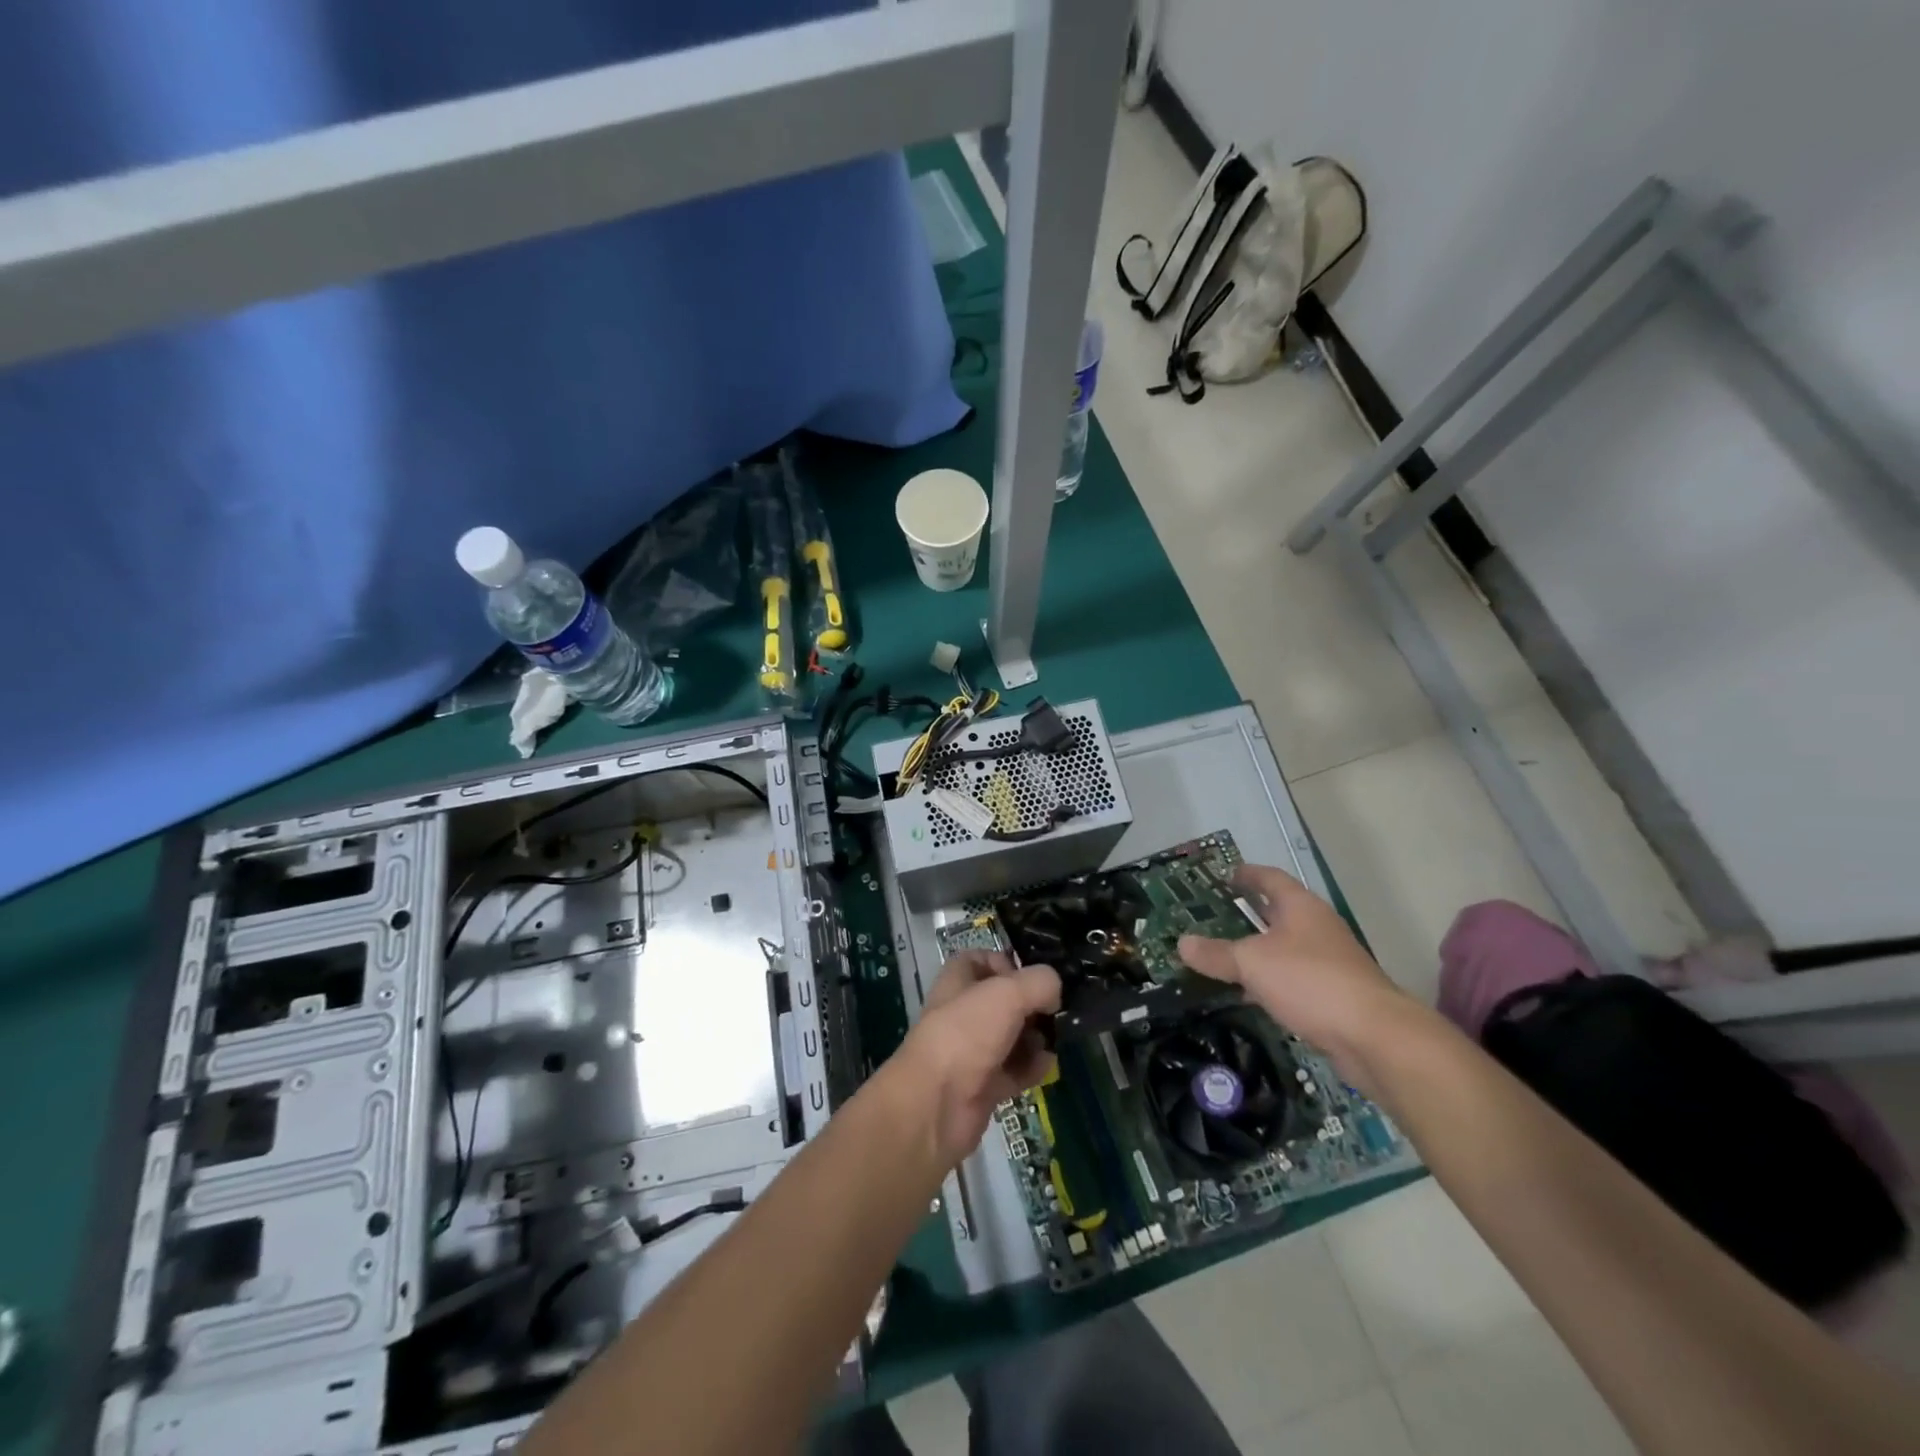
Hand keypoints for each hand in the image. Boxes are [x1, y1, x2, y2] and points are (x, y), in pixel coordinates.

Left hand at [894, 950, 1060, 1166]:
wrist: (937, 1104)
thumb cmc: (967, 1034)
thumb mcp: (1008, 992)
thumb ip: (1040, 983)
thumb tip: (1054, 994)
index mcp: (957, 982)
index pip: (980, 960)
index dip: (1005, 963)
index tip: (1030, 976)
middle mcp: (963, 1013)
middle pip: (1002, 1001)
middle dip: (1031, 1005)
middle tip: (1053, 1011)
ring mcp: (972, 1051)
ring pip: (1011, 1036)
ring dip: (1035, 1038)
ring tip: (1052, 1040)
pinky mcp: (983, 1085)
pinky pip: (1014, 1071)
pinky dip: (1031, 1068)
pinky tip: (1046, 1066)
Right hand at [1178, 863, 1405, 1077]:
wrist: (1374, 1037)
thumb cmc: (1310, 982)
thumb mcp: (1252, 963)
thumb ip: (1216, 954)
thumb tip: (1181, 943)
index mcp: (1300, 907)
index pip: (1270, 878)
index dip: (1246, 874)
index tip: (1224, 875)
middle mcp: (1317, 928)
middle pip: (1278, 912)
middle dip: (1249, 913)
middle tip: (1214, 916)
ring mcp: (1328, 962)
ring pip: (1284, 948)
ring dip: (1257, 950)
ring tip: (1223, 955)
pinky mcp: (1333, 994)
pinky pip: (1292, 978)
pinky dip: (1270, 980)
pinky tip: (1249, 994)